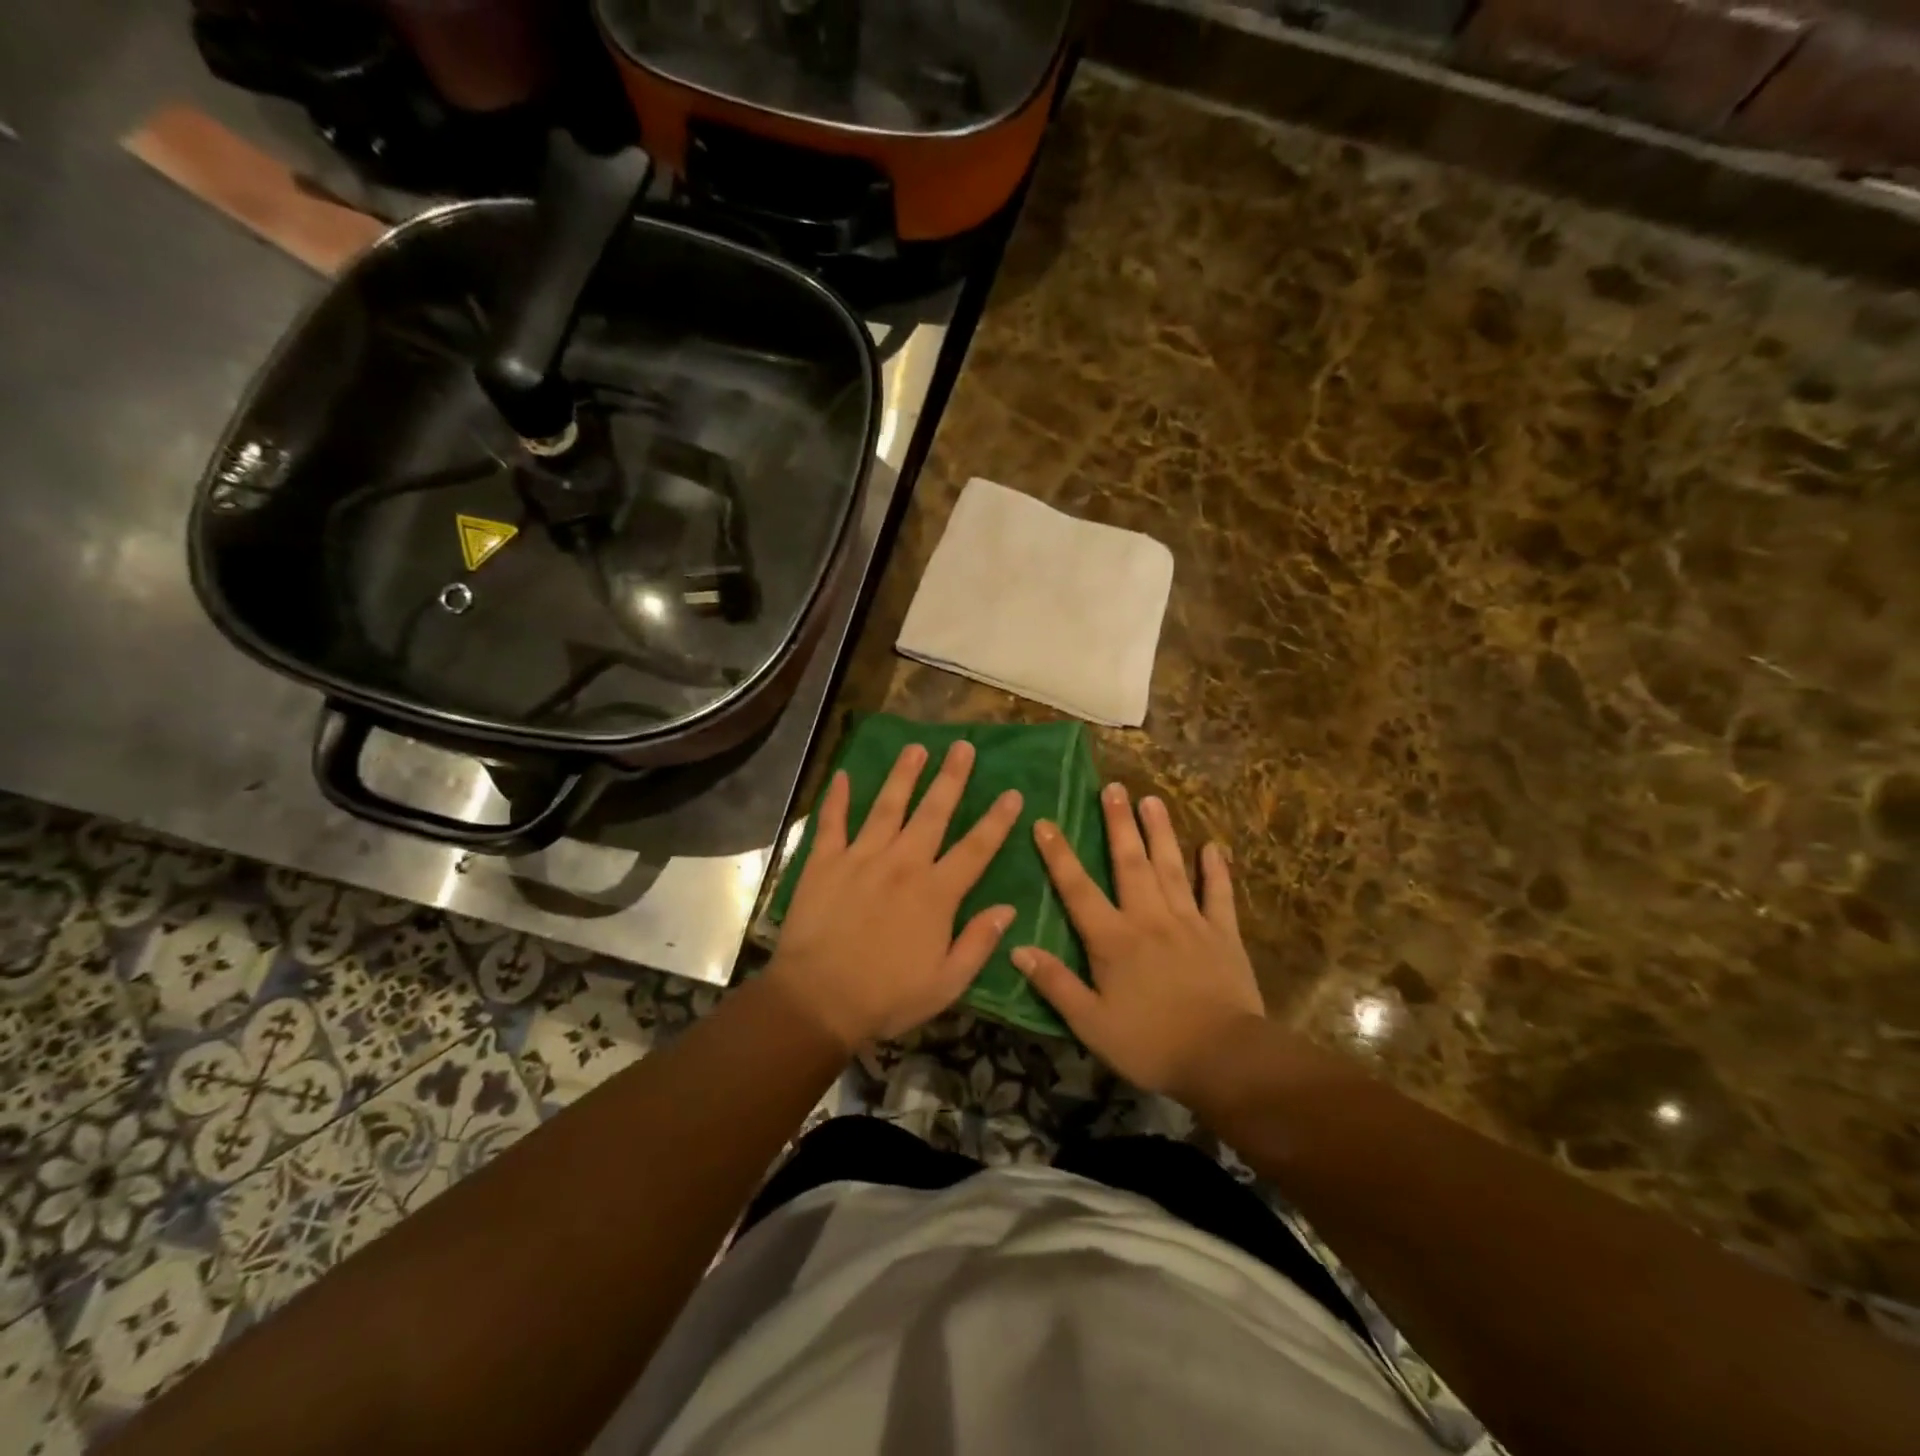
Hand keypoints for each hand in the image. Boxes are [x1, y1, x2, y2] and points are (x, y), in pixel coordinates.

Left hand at [768, 740, 1022, 1054]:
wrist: (817, 1001)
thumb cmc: (886, 997)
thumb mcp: (946, 984)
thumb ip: (979, 943)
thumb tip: (1008, 909)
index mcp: (935, 894)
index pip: (976, 849)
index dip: (997, 821)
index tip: (1013, 794)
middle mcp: (902, 864)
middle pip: (933, 813)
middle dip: (951, 778)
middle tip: (963, 746)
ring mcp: (861, 858)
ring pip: (887, 806)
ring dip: (903, 775)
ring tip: (916, 747)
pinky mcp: (825, 863)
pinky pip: (832, 823)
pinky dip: (836, 798)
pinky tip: (842, 775)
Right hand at [1013, 783, 1264, 1098]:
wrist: (1223, 1058)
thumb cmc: (1150, 1044)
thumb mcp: (1091, 1023)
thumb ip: (1055, 984)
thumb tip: (1016, 948)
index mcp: (1113, 939)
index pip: (1078, 889)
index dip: (1059, 855)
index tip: (1045, 822)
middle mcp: (1149, 918)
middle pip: (1130, 863)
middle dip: (1119, 824)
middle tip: (1113, 787)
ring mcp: (1189, 922)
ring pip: (1171, 868)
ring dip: (1160, 832)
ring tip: (1152, 799)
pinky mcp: (1223, 934)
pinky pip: (1219, 895)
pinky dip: (1216, 870)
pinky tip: (1212, 846)